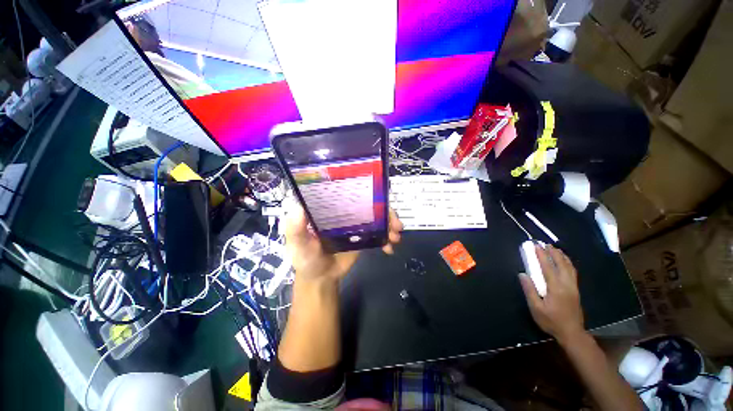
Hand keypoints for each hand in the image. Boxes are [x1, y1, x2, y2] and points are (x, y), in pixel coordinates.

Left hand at [285, 203, 402, 282]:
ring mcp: (357, 224)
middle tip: (396, 223)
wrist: (321, 278)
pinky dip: (387, 238)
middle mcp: (345, 212)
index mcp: (330, 208)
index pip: (348, 192)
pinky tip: (390, 247)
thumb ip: (296, 229)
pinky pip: (379, 232)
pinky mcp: (364, 237)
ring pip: (377, 217)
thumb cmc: (306, 259)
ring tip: (396, 236)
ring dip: (390, 223)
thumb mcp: (298, 245)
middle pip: (369, 203)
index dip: (365, 190)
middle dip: (386, 210)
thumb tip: (297, 207)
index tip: (379, 195)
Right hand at [519, 245, 584, 342]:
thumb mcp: (536, 308)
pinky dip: (568, 263)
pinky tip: (564, 262)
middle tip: (545, 244)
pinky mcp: (576, 290)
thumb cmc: (551, 321)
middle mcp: (567, 284)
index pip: (548, 267)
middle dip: (553, 253)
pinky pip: (573, 272)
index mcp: (556, 288)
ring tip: (555, 249)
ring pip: (570, 267)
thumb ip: (530, 290)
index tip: (536, 246)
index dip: (541, 255)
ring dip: (562, 256)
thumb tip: (522, 274)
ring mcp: (573, 287)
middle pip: (561, 264)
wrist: (572, 333)